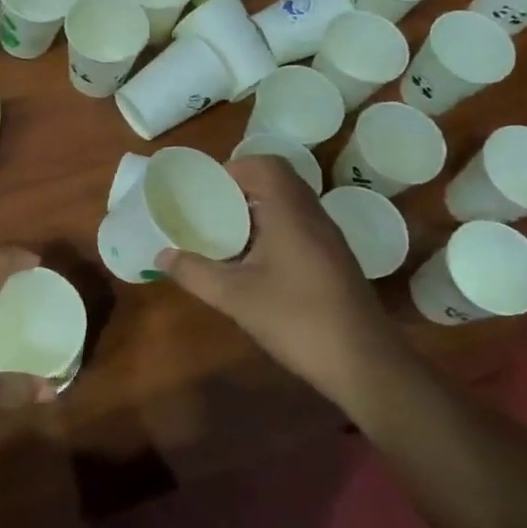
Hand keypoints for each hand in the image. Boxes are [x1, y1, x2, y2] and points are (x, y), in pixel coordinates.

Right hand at [155, 157, 390, 403]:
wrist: (365, 363)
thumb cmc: (297, 319)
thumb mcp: (235, 297)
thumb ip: (194, 272)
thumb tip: (161, 255)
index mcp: (290, 212)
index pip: (264, 164)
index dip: (232, 170)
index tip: (205, 192)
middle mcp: (313, 215)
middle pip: (277, 181)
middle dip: (240, 190)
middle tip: (209, 213)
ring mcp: (328, 238)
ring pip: (288, 205)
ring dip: (256, 212)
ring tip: (225, 237)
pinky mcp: (334, 260)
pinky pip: (299, 227)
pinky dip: (273, 231)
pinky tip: (254, 264)